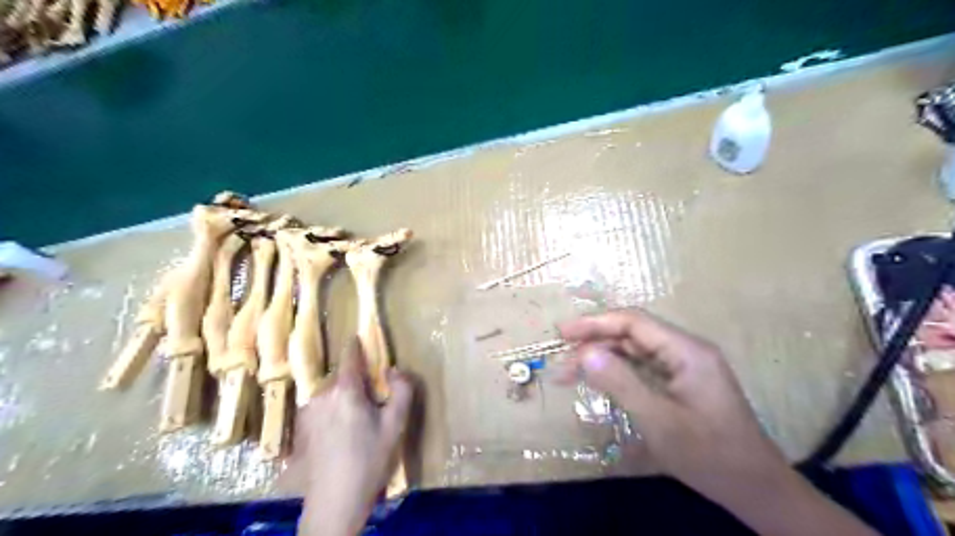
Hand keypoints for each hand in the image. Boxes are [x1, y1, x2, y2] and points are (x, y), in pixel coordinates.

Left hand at [291, 343, 409, 535]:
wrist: (335, 500)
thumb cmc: (370, 459)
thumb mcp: (396, 424)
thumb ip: (402, 390)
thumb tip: (392, 369)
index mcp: (346, 390)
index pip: (350, 356)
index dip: (356, 345)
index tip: (359, 337)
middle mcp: (322, 394)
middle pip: (342, 376)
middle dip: (355, 380)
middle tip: (370, 400)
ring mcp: (307, 412)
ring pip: (330, 392)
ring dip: (342, 396)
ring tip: (355, 420)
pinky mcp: (300, 428)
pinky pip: (320, 407)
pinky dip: (331, 410)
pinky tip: (339, 433)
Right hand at [562, 311, 783, 490]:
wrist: (756, 489)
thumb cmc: (709, 455)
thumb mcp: (659, 421)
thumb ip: (621, 382)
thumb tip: (585, 353)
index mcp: (686, 351)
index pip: (633, 322)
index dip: (595, 323)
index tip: (563, 333)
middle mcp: (686, 351)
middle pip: (632, 335)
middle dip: (594, 343)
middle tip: (562, 359)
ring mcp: (684, 367)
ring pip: (634, 352)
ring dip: (602, 359)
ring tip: (569, 373)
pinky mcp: (681, 383)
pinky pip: (642, 369)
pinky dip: (617, 373)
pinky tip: (597, 381)